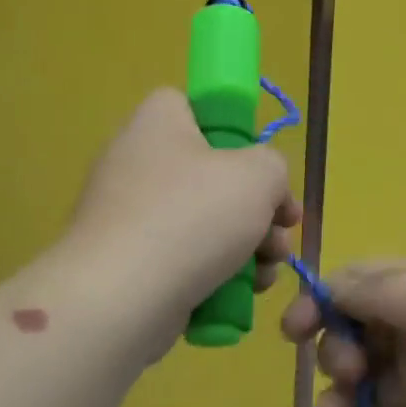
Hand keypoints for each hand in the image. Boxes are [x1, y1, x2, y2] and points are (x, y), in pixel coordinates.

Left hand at [70, 88, 299, 334]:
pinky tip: (243, 292)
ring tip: (269, 270)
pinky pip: (182, 258)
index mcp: (158, 123)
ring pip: (204, 222)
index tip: (261, 168)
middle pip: (211, 174)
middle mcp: (136, 162)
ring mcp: (128, 216)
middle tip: (283, 229)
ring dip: (248, 245)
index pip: (195, 107)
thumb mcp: (259, 175)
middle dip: (258, 206)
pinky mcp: (127, 263)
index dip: (234, 132)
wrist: (122, 299)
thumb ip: (274, 166)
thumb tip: (265, 187)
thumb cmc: (193, 217)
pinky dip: (215, 273)